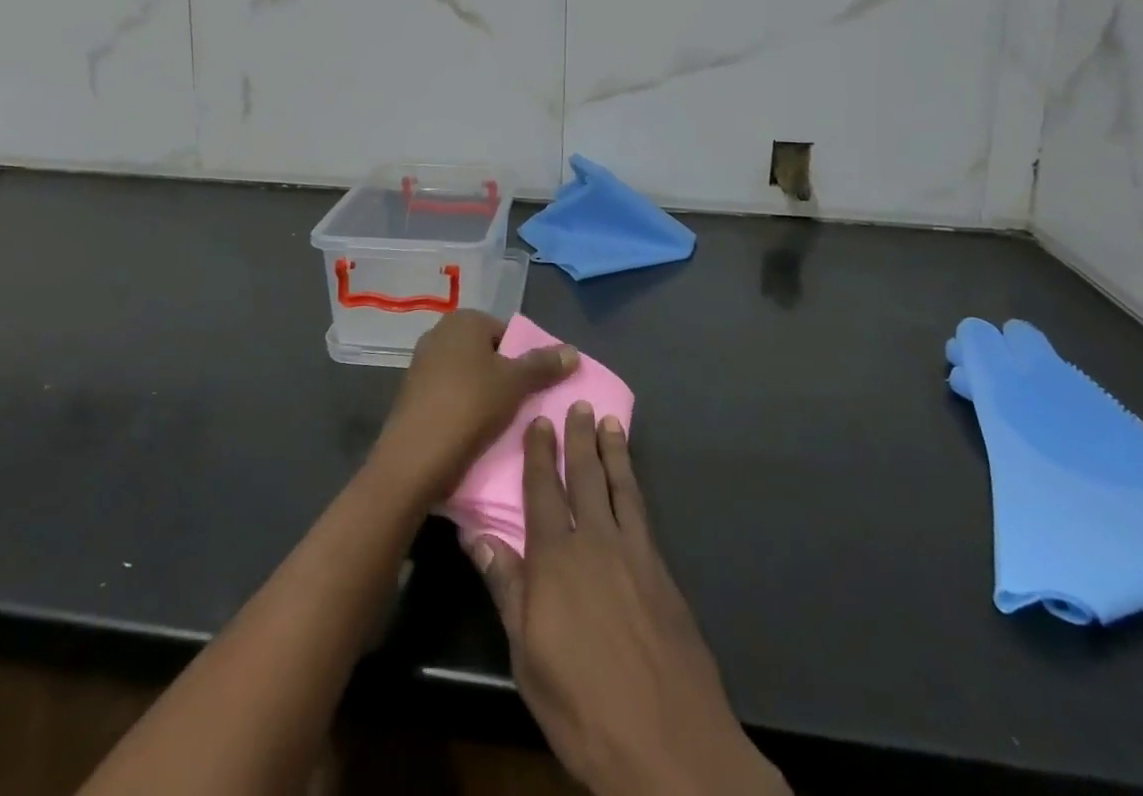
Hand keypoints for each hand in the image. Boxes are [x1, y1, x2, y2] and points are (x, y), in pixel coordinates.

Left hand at [370, 309, 577, 502]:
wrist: (415, 457)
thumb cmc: (470, 406)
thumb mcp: (515, 383)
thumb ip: (544, 364)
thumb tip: (572, 350)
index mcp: (464, 320)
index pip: (507, 333)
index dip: (525, 359)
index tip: (536, 388)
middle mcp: (439, 333)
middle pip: (487, 353)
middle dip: (505, 376)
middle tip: (524, 405)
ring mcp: (422, 363)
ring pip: (469, 375)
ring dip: (486, 394)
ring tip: (503, 423)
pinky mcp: (413, 393)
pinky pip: (450, 394)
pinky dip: (465, 407)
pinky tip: (476, 431)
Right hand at [468, 408, 789, 795]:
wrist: (667, 739)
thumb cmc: (582, 704)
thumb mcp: (527, 656)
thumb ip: (506, 588)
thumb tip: (475, 535)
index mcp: (555, 559)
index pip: (543, 492)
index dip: (540, 454)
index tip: (540, 420)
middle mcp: (595, 541)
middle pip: (585, 478)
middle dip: (580, 439)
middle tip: (580, 403)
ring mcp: (634, 553)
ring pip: (620, 487)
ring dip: (613, 452)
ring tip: (611, 423)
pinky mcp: (662, 571)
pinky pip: (643, 512)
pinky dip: (635, 486)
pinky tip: (634, 483)